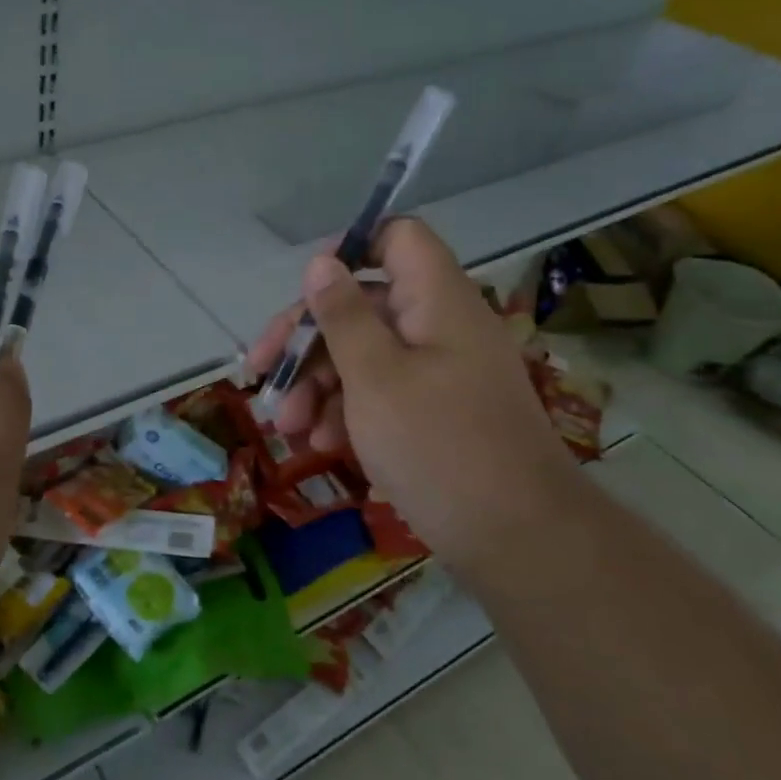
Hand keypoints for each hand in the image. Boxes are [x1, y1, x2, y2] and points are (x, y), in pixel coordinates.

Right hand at [247, 218, 584, 563]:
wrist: (519, 541)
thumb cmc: (439, 447)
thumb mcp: (375, 377)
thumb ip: (343, 316)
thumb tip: (322, 262)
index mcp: (436, 302)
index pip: (397, 238)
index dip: (350, 250)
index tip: (305, 290)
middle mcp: (438, 327)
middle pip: (362, 305)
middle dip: (307, 341)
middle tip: (262, 374)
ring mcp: (437, 373)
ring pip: (363, 354)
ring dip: (317, 385)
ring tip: (288, 428)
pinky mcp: (433, 413)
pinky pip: (379, 393)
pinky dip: (345, 412)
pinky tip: (320, 444)